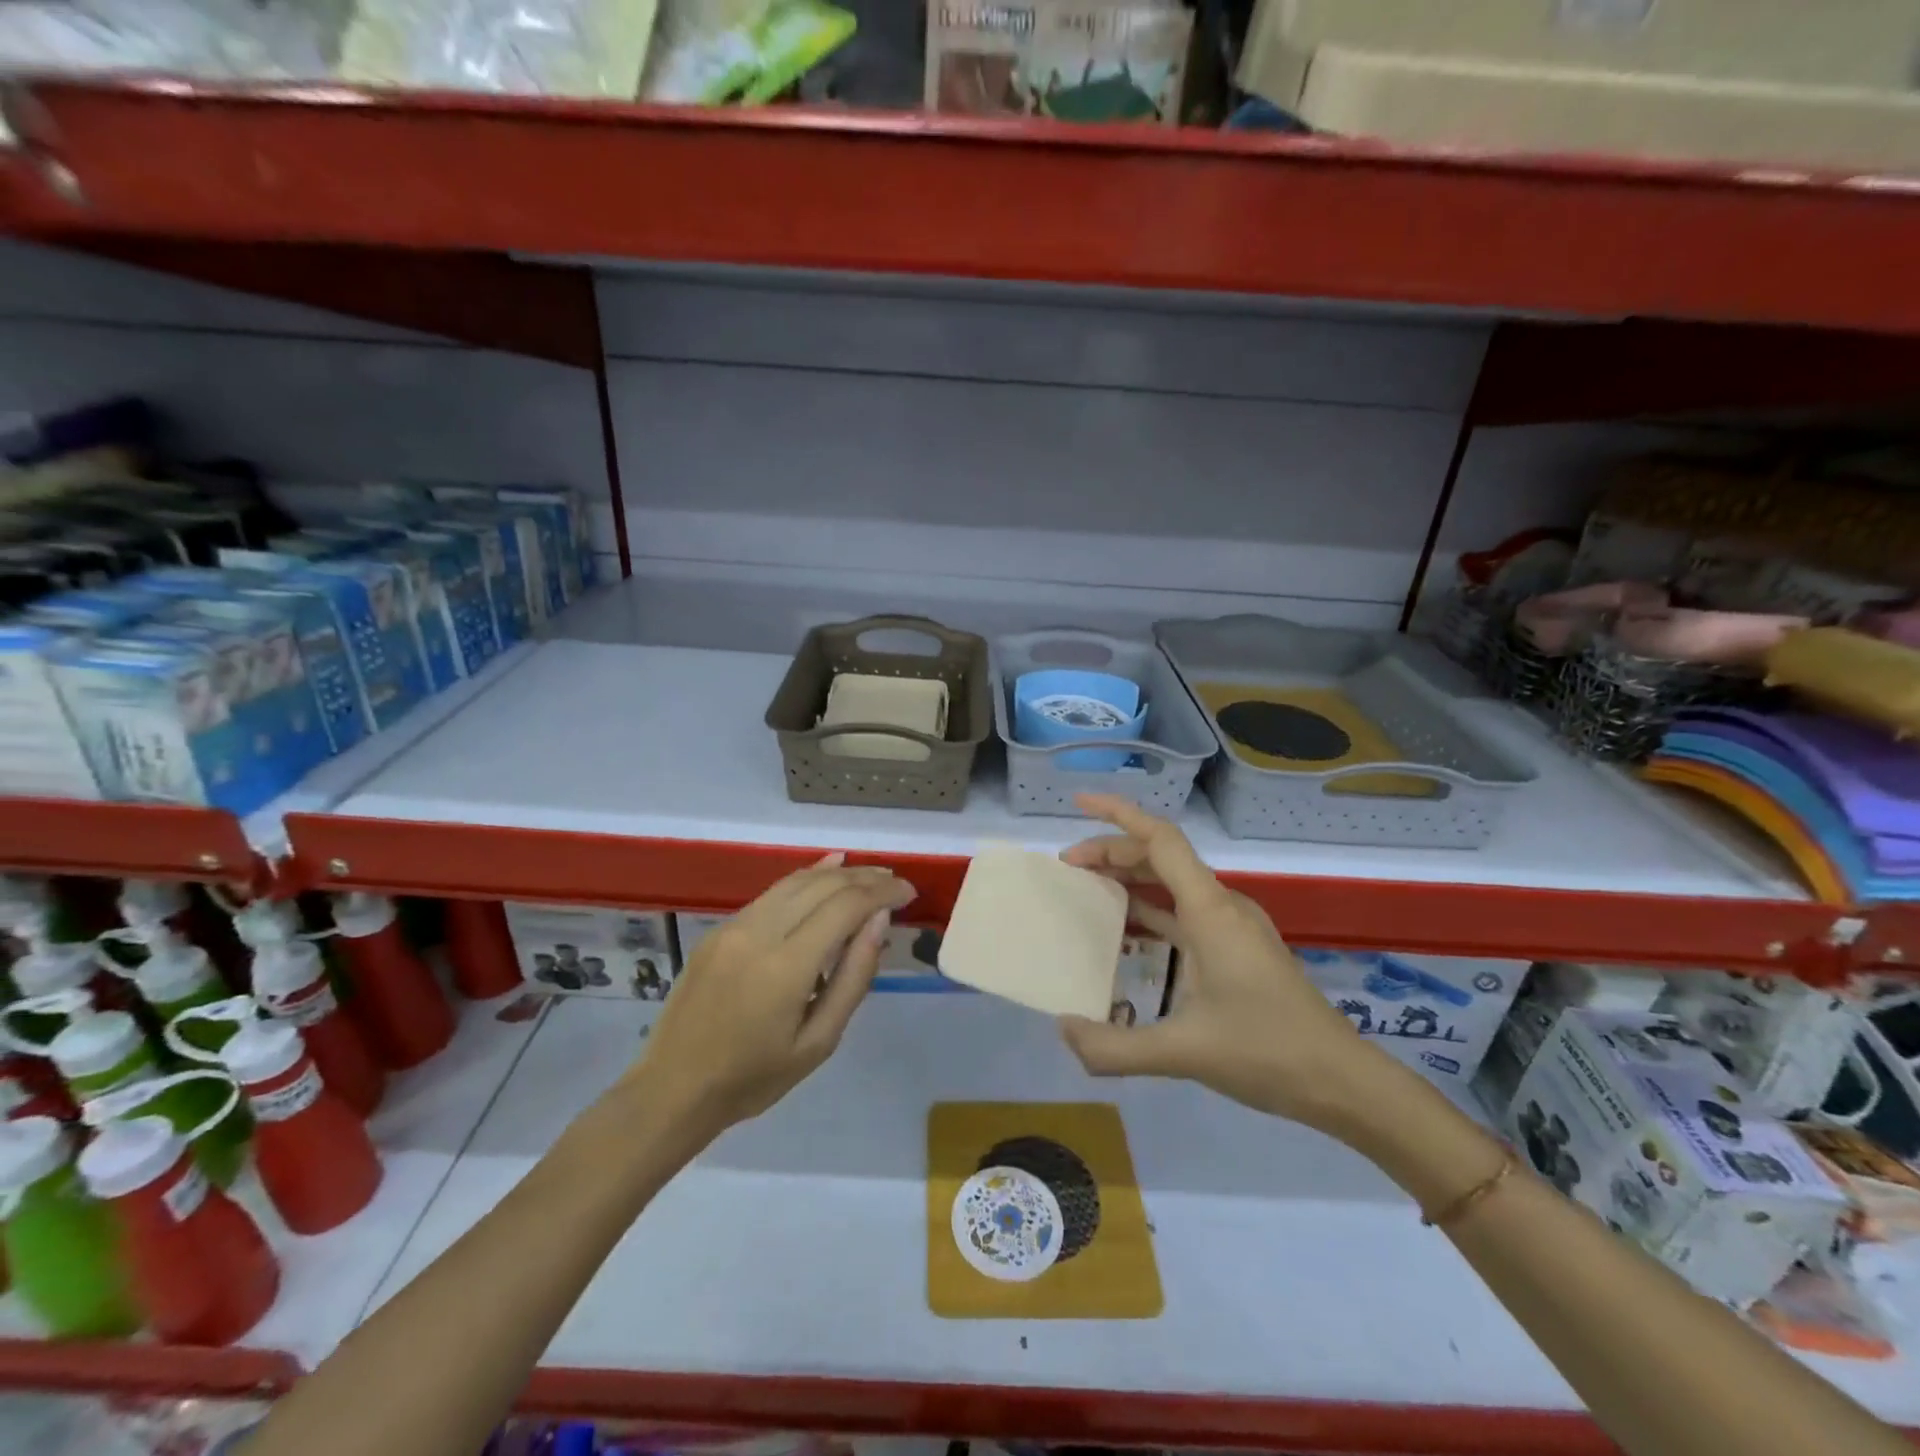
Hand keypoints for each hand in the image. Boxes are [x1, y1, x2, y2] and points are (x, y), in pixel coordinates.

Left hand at [630, 855, 915, 1140]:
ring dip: (838, 873)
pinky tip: (827, 872)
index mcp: (785, 967)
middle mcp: (758, 933)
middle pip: (823, 885)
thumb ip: (854, 977)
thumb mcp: (818, 1042)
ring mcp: (734, 927)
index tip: (909, 892)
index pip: (845, 907)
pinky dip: (806, 879)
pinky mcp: (720, 929)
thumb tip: (880, 921)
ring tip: (870, 874)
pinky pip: (772, 892)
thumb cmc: (753, 1078)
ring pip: (796, 881)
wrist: (672, 1089)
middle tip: (896, 881)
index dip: (882, 893)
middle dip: (865, 877)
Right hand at [1057, 795, 1389, 1133]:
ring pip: (1173, 884)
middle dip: (1112, 851)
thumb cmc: (1266, 1051)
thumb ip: (1114, 1048)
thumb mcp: (1182, 1052)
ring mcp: (1233, 927)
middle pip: (1160, 857)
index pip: (1160, 840)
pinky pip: (1184, 912)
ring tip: (1088, 889)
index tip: (1079, 802)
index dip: (1118, 814)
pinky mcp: (1238, 949)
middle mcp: (1222, 906)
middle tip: (1068, 868)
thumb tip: (1064, 1031)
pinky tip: (1128, 932)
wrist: (1341, 1082)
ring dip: (1130, 878)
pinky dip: (1151, 909)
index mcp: (1210, 911)